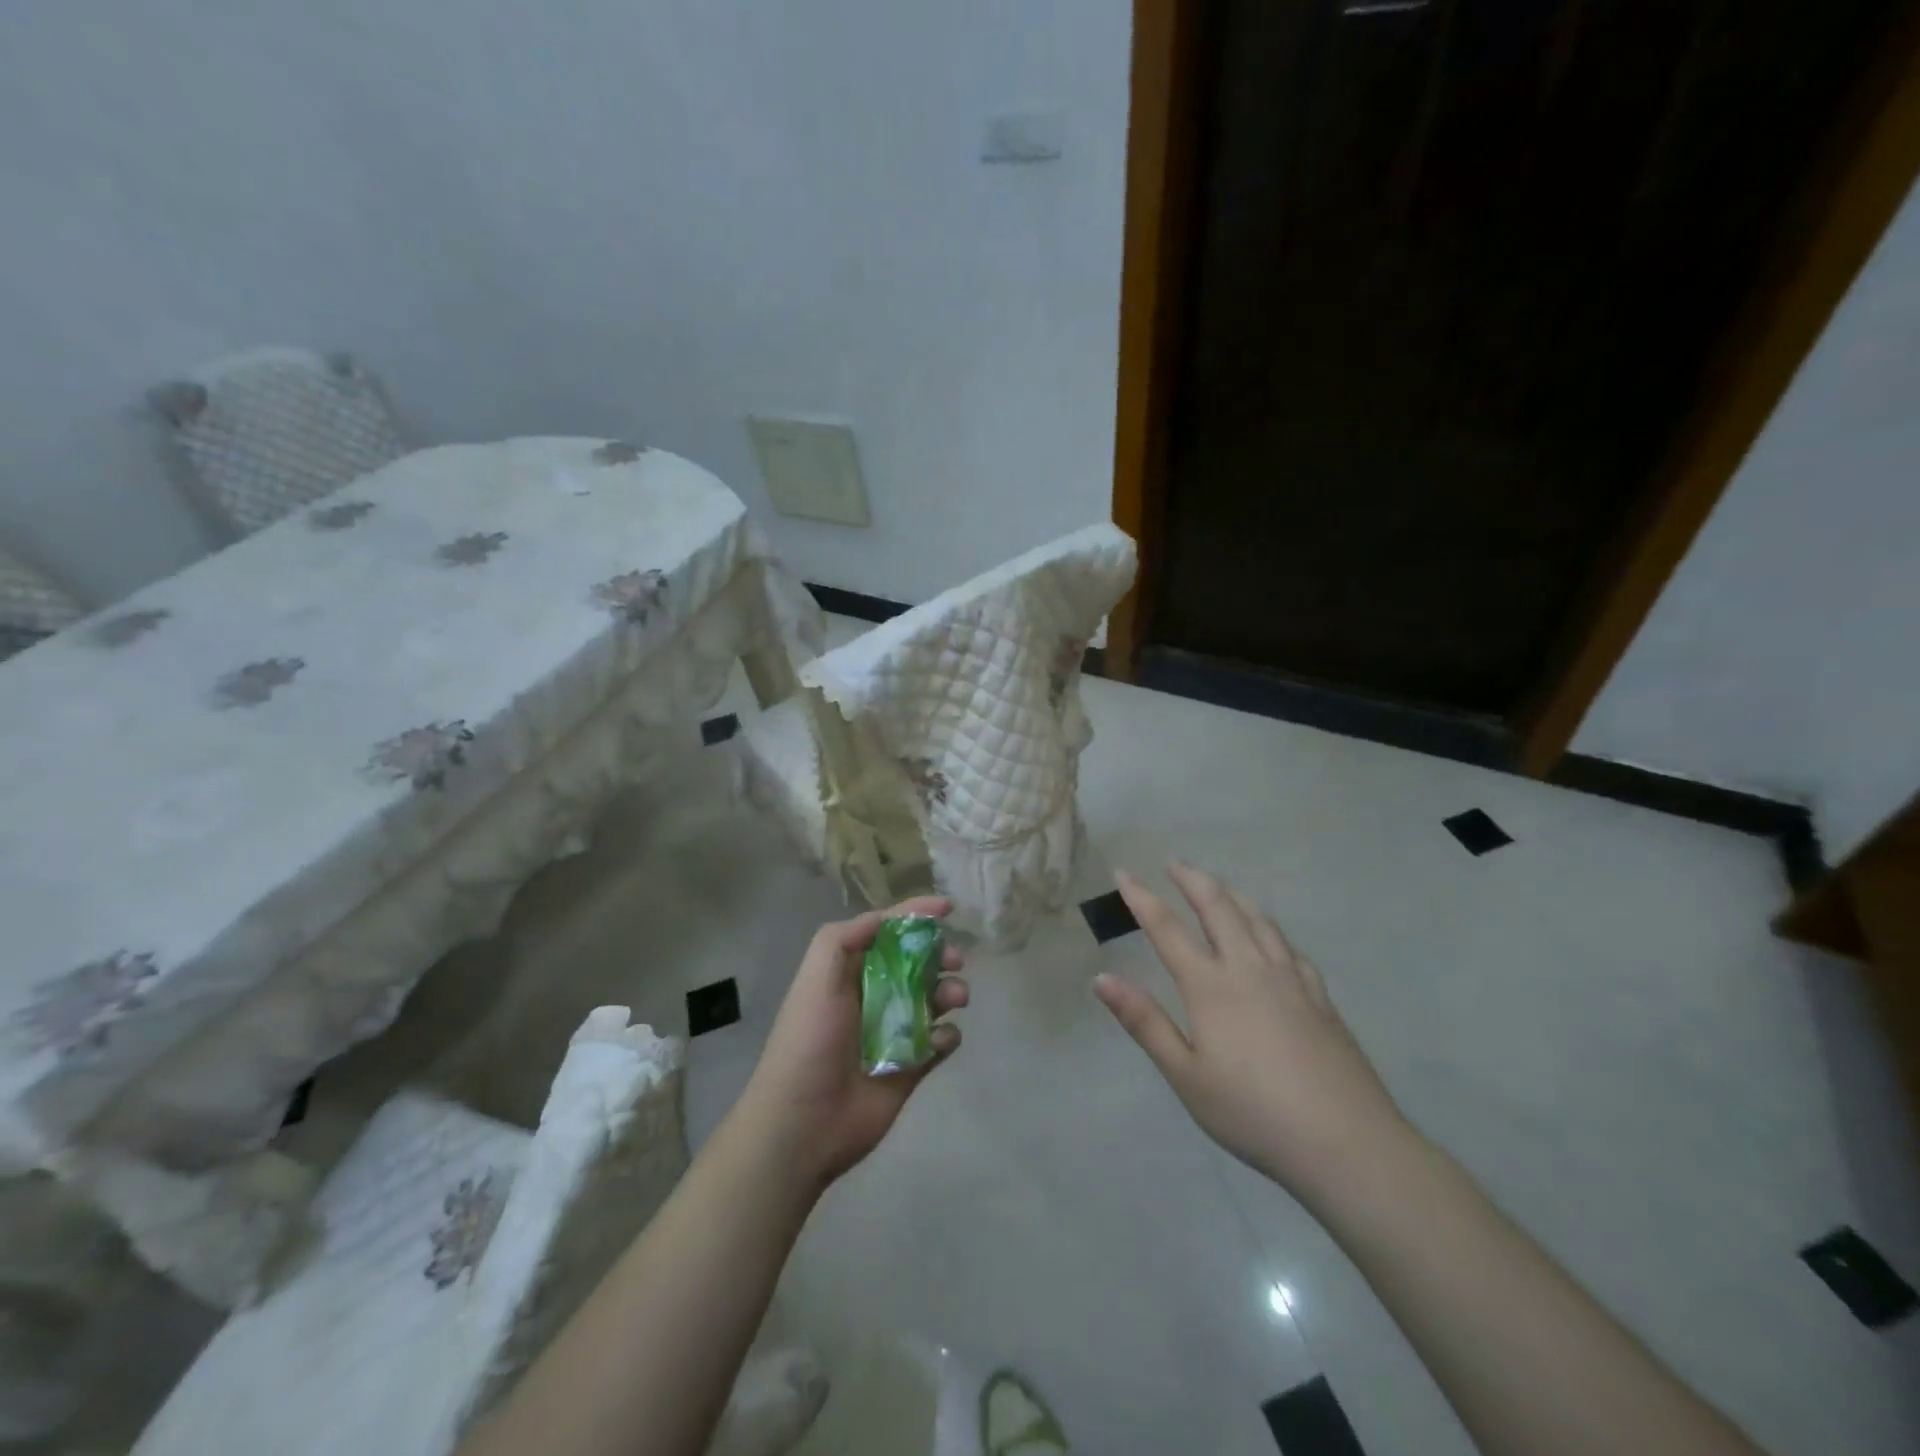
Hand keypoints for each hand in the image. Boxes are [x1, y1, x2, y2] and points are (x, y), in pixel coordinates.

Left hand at [736, 897, 967, 1191]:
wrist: (803, 1123)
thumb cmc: (809, 1040)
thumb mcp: (816, 977)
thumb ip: (845, 937)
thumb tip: (886, 918)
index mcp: (850, 972)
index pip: (887, 932)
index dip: (916, 916)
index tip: (949, 909)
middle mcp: (874, 996)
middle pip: (918, 963)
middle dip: (940, 955)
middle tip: (955, 961)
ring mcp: (895, 1032)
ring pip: (935, 1000)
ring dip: (950, 992)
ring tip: (955, 999)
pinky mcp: (911, 1067)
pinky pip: (941, 1042)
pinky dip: (948, 1035)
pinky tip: (940, 1040)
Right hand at [1093, 864, 1410, 1201]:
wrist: (1346, 1142)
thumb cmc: (1252, 1112)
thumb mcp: (1185, 1075)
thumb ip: (1144, 1022)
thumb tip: (1102, 978)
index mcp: (1210, 986)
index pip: (1167, 928)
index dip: (1142, 897)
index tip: (1124, 873)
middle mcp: (1249, 968)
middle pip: (1217, 907)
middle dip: (1192, 880)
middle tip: (1175, 863)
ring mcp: (1290, 978)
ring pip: (1257, 918)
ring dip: (1231, 894)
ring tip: (1217, 886)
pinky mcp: (1320, 996)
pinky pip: (1288, 946)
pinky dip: (1269, 927)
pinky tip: (1270, 936)